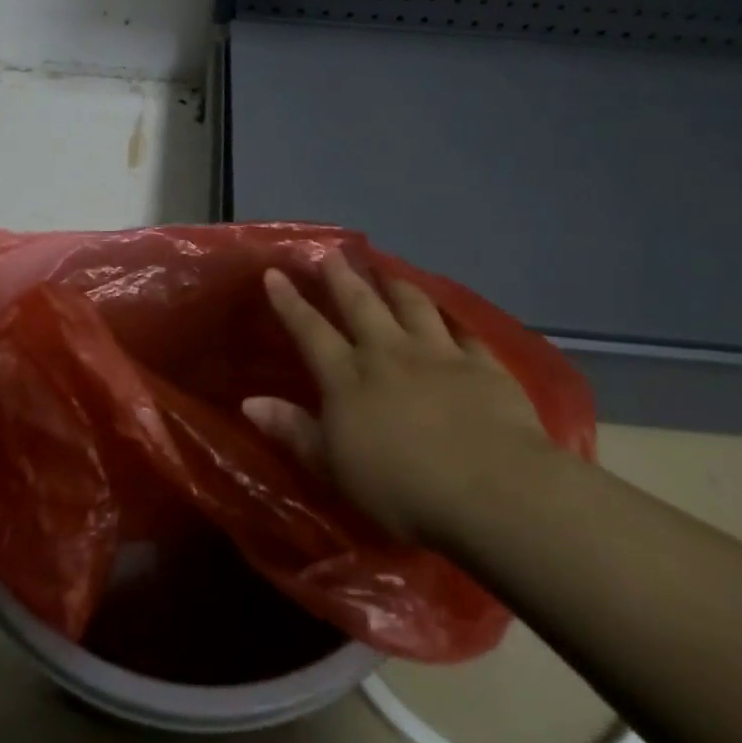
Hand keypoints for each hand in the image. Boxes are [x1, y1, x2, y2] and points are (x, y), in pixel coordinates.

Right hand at [245, 254, 551, 544]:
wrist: (492, 490)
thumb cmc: (402, 489)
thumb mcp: (335, 469)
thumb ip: (294, 431)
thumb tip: (249, 402)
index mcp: (349, 378)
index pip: (311, 331)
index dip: (290, 302)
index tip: (275, 273)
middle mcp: (389, 354)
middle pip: (361, 305)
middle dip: (343, 278)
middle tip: (333, 252)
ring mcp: (439, 354)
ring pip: (412, 306)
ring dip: (396, 285)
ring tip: (386, 269)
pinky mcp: (483, 366)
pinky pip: (463, 332)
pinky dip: (451, 320)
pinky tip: (450, 316)